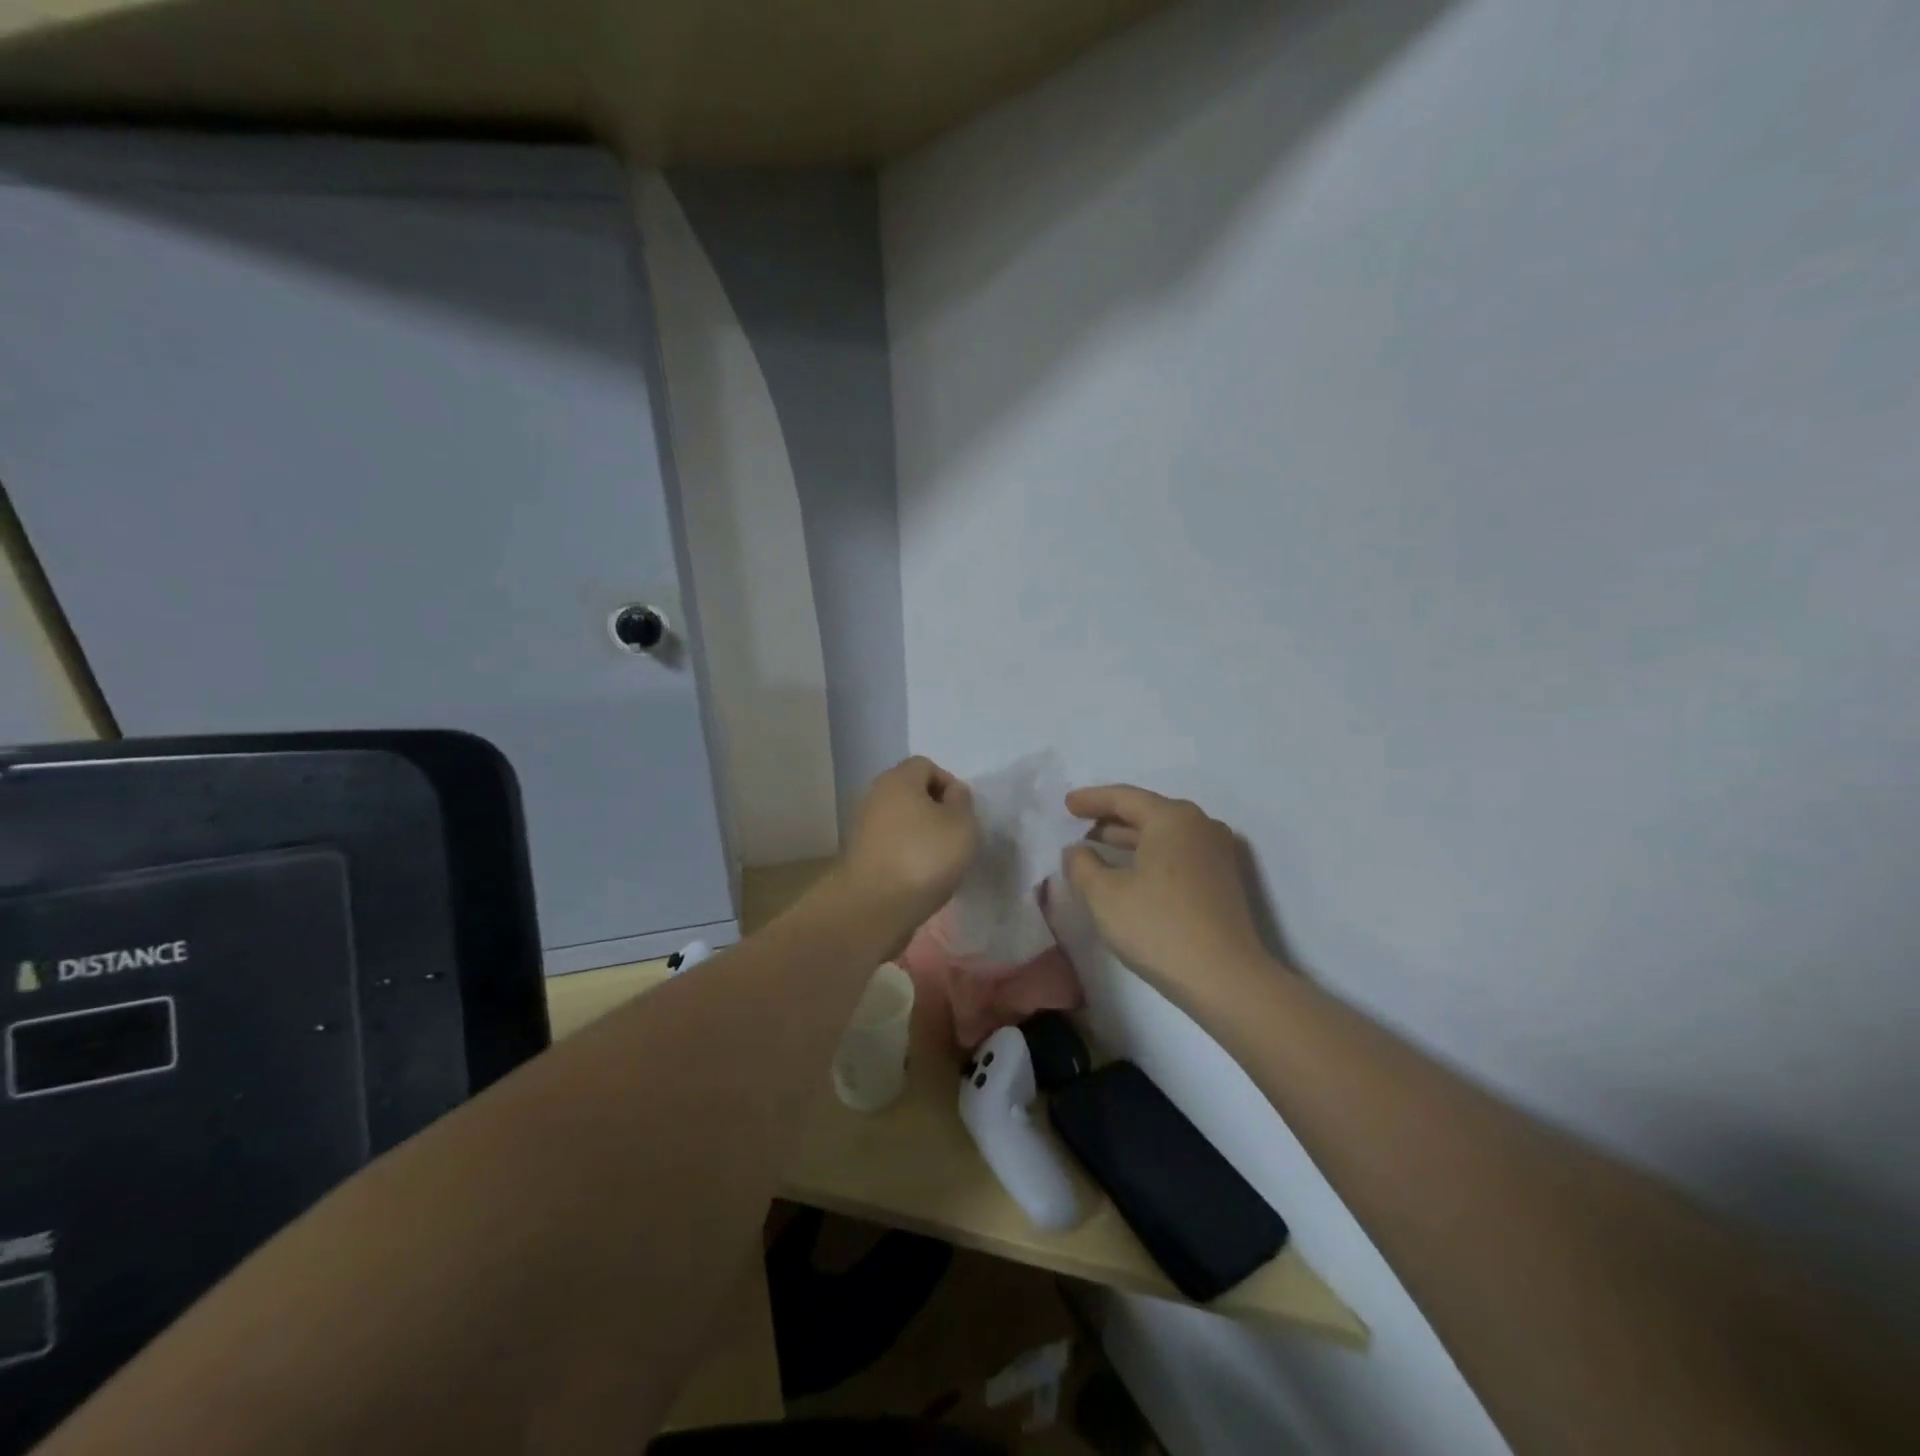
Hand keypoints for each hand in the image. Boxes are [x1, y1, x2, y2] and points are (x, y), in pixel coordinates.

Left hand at [838, 757, 978, 940]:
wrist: (873, 906)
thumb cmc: (923, 857)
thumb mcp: (961, 825)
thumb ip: (962, 801)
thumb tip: (952, 792)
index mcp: (898, 779)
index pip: (926, 765)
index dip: (949, 784)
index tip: (962, 814)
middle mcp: (875, 794)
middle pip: (911, 792)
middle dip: (934, 810)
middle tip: (953, 837)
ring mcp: (862, 825)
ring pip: (900, 819)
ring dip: (919, 833)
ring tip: (938, 861)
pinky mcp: (858, 854)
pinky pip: (889, 843)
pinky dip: (905, 853)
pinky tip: (917, 876)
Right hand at [1062, 785, 1283, 1014]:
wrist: (1224, 978)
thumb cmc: (1158, 926)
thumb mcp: (1104, 895)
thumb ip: (1082, 864)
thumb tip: (1077, 850)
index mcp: (1172, 818)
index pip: (1124, 797)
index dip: (1091, 799)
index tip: (1066, 803)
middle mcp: (1200, 826)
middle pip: (1148, 812)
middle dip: (1111, 818)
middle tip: (1080, 823)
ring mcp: (1216, 853)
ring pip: (1164, 835)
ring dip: (1130, 839)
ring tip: (1098, 846)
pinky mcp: (1223, 880)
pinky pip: (1178, 853)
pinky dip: (1150, 855)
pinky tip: (1131, 872)